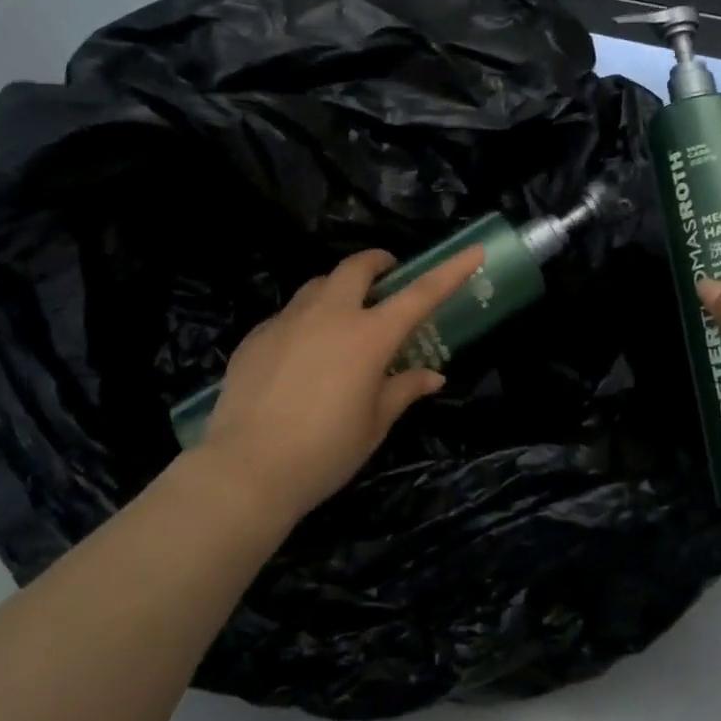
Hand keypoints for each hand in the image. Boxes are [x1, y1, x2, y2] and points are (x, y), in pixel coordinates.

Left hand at [196, 245, 484, 522]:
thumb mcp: (374, 425)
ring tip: (342, 318)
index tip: (474, 251)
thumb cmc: (324, 451)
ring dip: (338, 289)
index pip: (420, 294)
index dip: (451, 270)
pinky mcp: (257, 334)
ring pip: (318, 285)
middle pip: (357, 267)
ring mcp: (289, 320)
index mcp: (368, 336)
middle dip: (377, 263)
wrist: (246, 469)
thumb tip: (432, 376)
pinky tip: (300, 356)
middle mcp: (330, 314)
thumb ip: (403, 390)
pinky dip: (305, 321)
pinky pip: (289, 314)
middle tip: (386, 278)